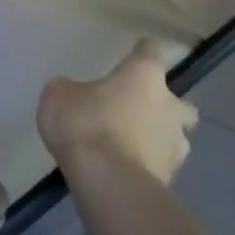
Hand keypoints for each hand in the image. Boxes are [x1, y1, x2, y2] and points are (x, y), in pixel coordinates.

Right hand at [38, 38, 197, 183]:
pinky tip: (127, 170)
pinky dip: (148, 165)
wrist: (108, 183)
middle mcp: (168, 104)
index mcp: (143, 75)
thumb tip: (73, 94)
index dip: (142, 51)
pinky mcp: (172, 178)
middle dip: (162, 104)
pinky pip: (161, 164)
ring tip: (132, 145)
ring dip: (158, 137)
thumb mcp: (58, 97)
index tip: (136, 51)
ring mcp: (175, 144)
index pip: (150, 51)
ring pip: (175, 135)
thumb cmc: (85, 125)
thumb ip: (69, 90)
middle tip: (137, 109)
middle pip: (177, 99)